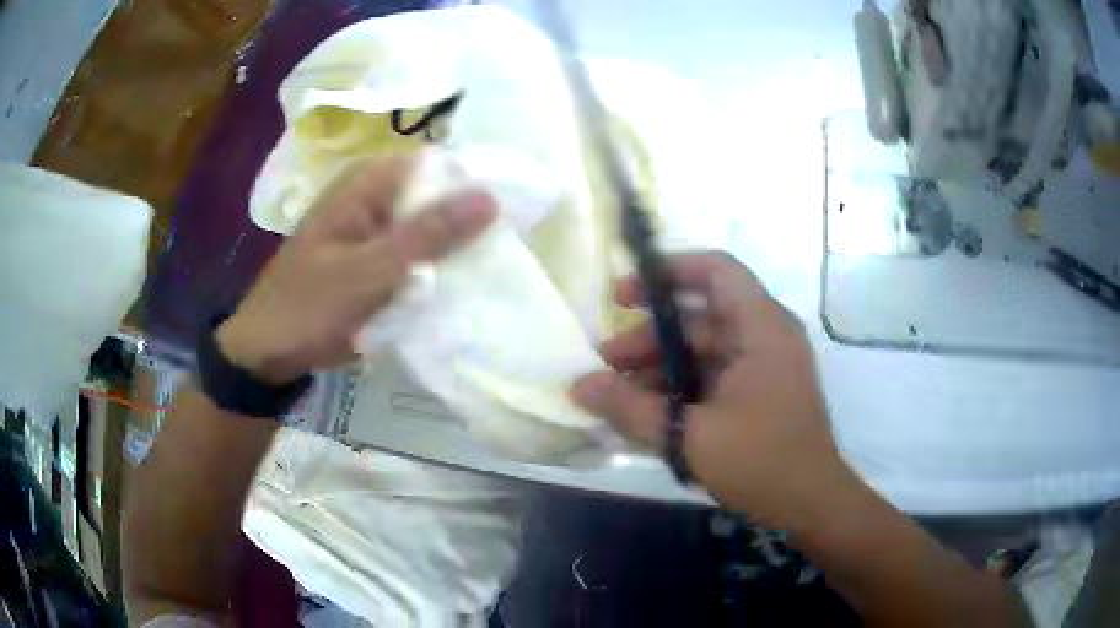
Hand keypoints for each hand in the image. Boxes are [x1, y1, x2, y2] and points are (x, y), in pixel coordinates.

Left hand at [216, 156, 496, 384]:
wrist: (267, 349)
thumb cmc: (310, 307)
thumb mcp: (371, 271)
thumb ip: (428, 234)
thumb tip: (490, 196)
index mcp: (369, 181)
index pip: (440, 164)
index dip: (478, 182)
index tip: (518, 212)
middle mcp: (372, 193)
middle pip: (436, 194)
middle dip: (468, 219)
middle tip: (505, 248)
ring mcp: (370, 225)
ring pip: (427, 224)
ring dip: (452, 245)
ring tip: (490, 267)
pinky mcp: (370, 253)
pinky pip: (413, 249)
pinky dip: (431, 264)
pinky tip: (454, 283)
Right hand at [571, 252, 850, 528]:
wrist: (810, 504)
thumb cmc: (761, 461)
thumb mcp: (690, 436)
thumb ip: (632, 409)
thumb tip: (578, 386)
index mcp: (762, 328)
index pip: (716, 270)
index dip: (669, 271)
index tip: (624, 294)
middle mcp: (766, 336)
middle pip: (701, 316)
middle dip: (650, 336)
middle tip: (607, 361)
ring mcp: (763, 365)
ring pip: (703, 349)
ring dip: (661, 366)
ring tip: (619, 394)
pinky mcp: (758, 392)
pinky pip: (712, 375)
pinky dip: (680, 386)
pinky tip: (649, 411)